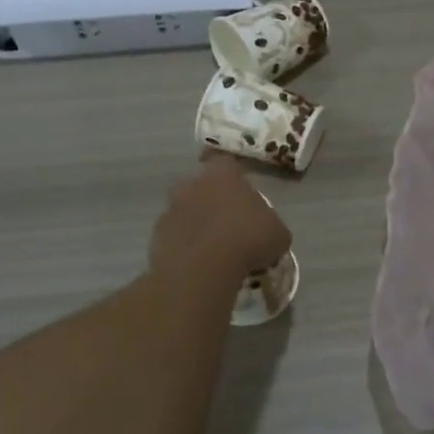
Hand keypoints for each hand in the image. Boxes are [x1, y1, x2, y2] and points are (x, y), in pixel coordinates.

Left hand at [150, 157, 291, 286]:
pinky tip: (198, 264)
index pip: (226, 163)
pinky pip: (174, 237)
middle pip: (199, 186)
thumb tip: (267, 230)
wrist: (203, 269)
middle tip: (227, 222)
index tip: (241, 194)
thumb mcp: (278, 233)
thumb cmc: (247, 240)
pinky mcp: (156, 237)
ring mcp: (170, 210)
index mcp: (221, 174)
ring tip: (212, 249)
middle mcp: (191, 185)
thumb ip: (270, 224)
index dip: (233, 177)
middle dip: (210, 200)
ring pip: (184, 212)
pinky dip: (184, 247)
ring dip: (195, 224)